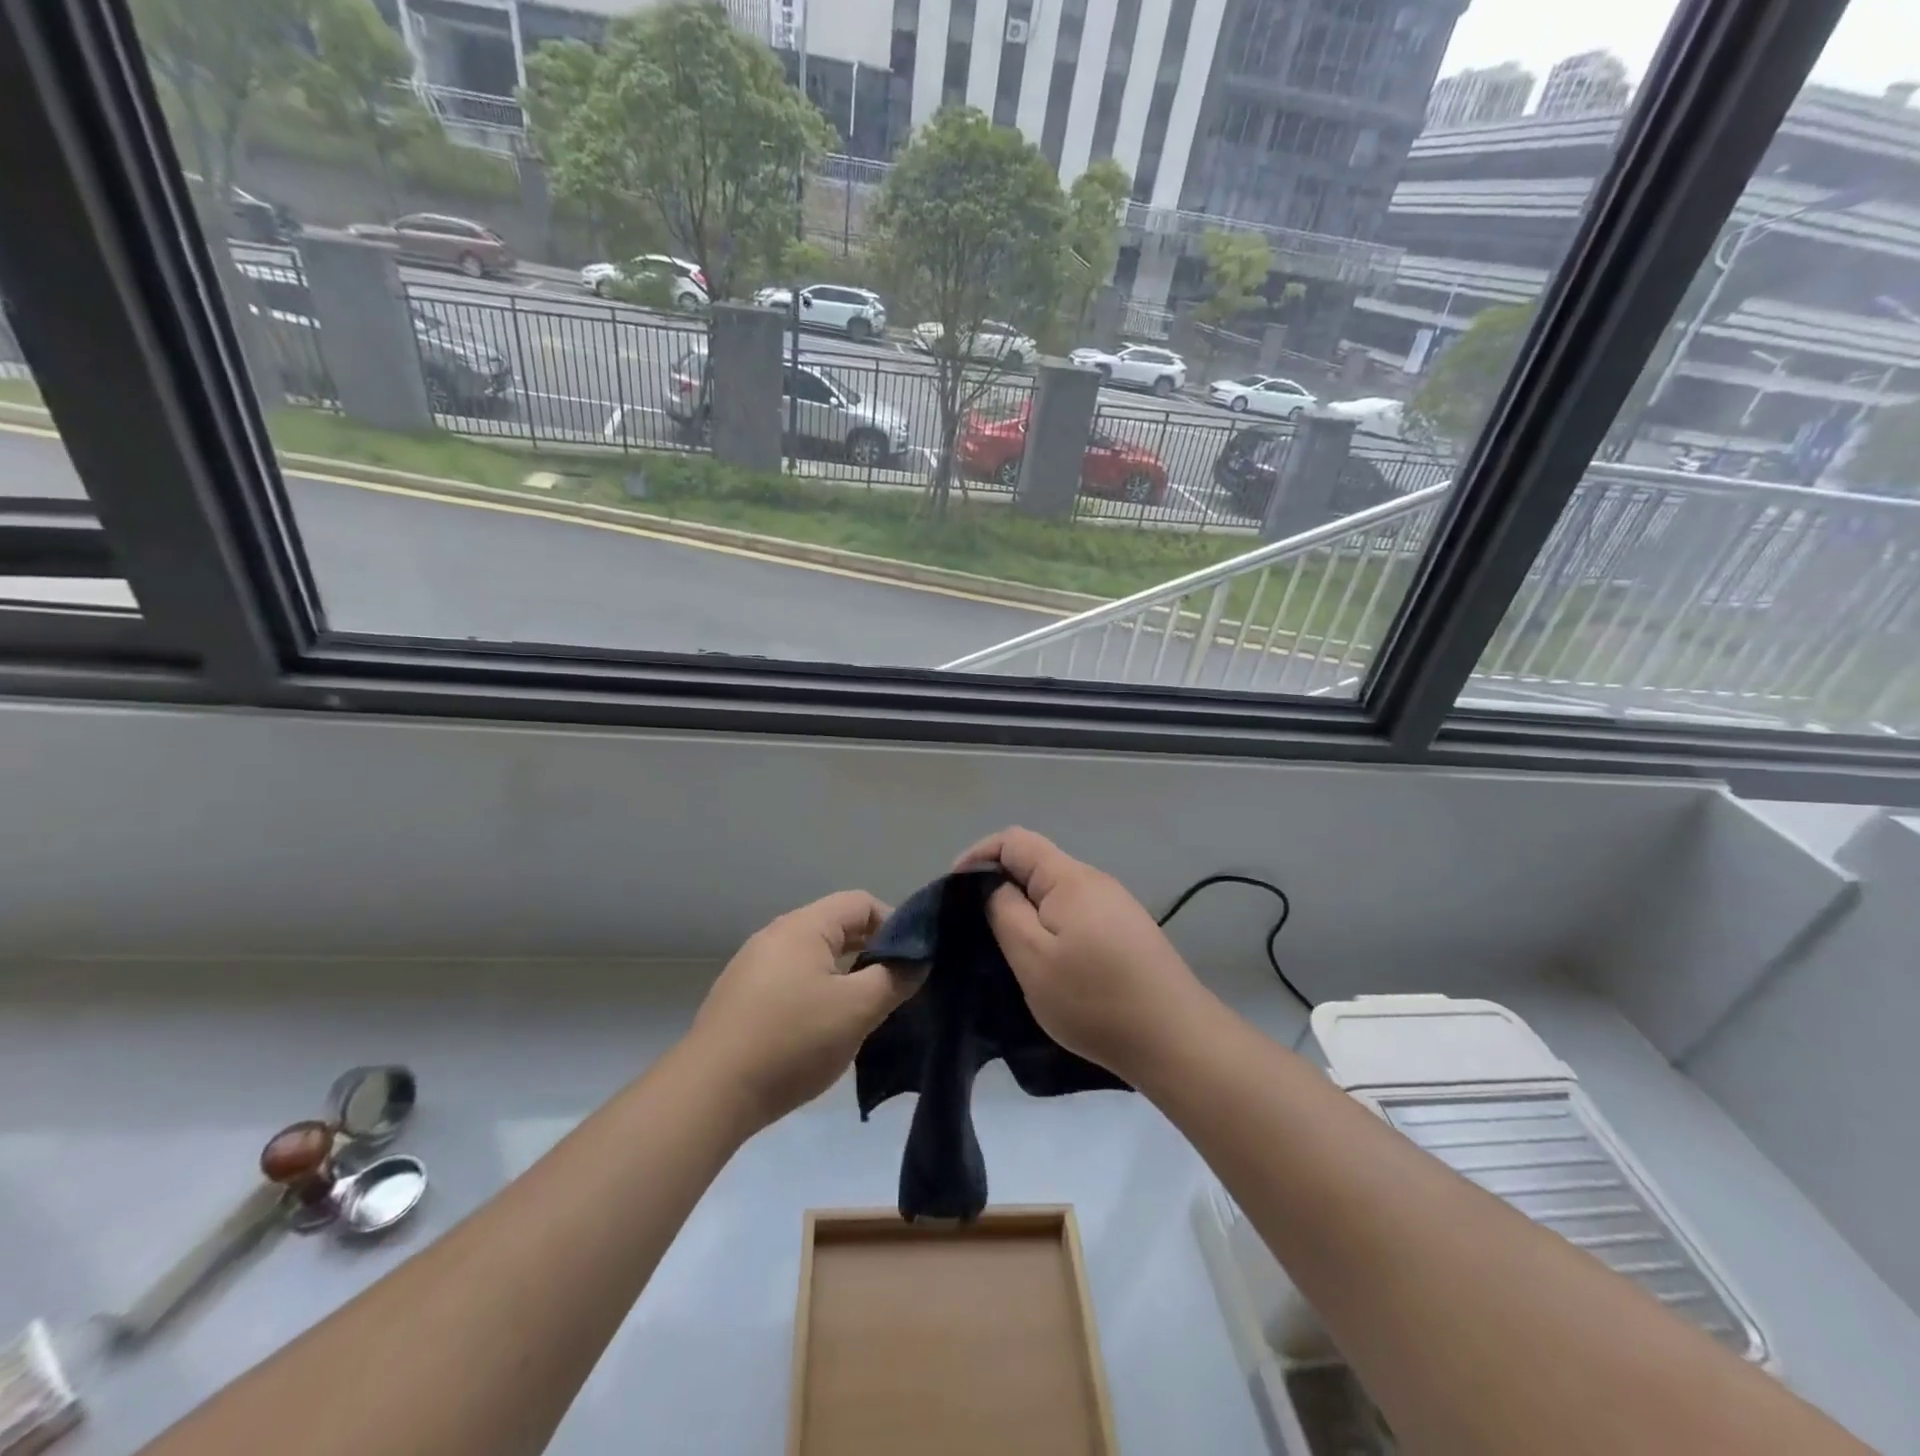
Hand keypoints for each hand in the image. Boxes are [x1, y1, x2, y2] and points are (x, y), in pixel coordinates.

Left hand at [689, 891, 918, 1131]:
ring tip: (863, 1010)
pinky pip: (791, 979)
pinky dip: (817, 992)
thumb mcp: (857, 1010)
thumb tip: (917, 961)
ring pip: (814, 956)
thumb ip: (894, 979)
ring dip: (844, 974)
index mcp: (803, 927)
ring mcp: (753, 966)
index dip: (894, 925)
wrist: (710, 1093)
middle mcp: (776, 936)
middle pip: (836, 927)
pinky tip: (822, 1028)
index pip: (860, 903)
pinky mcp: (741, 997)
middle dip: (871, 951)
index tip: (912, 961)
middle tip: (895, 986)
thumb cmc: (792, 1041)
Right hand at [956, 827, 1208, 1081]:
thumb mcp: (1032, 957)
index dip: (979, 856)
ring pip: (1055, 892)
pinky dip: (1051, 927)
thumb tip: (995, 886)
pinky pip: (1075, 914)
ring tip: (1008, 948)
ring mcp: (1115, 906)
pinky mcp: (1126, 931)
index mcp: (1069, 878)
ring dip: (1026, 910)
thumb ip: (1005, 911)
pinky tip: (1049, 962)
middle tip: (977, 927)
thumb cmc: (1095, 998)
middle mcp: (1094, 881)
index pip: (1014, 840)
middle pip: (1036, 864)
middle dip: (1000, 886)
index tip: (955, 891)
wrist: (1174, 1038)